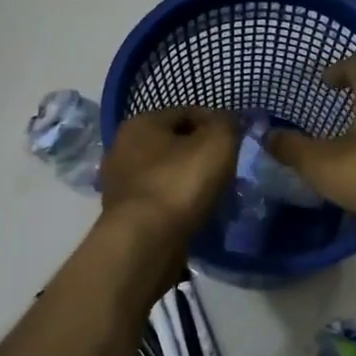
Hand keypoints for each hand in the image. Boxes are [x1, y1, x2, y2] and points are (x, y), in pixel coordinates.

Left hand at [100, 107, 238, 240]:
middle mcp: (123, 148)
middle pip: (173, 143)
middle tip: (227, 169)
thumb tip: (227, 121)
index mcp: (141, 122)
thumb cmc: (180, 183)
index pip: (187, 112)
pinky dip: (177, 203)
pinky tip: (194, 213)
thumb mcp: (217, 143)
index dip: (215, 123)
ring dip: (188, 180)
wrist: (144, 242)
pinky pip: (159, 200)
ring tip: (215, 194)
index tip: (236, 142)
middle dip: (200, 153)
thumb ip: (226, 124)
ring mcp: (119, 183)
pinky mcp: (123, 215)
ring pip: (166, 173)